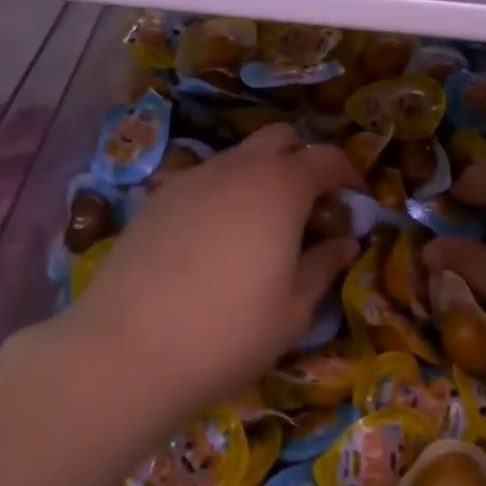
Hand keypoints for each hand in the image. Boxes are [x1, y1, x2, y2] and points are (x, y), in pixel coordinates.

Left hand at [49, 124, 359, 434]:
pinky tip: (213, 238)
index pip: (326, 157)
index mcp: (281, 186)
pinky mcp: (157, 196)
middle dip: (302, 159)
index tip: (356, 201)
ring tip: (260, 226)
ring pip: (237, 156)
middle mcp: (237, 167)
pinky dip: (221, 192)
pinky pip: (202, 178)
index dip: (348, 174)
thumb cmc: (229, 331)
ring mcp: (192, 177)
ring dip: (260, 175)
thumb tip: (344, 241)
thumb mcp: (293, 309)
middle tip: (309, 206)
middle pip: (280, 137)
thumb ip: (323, 265)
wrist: (128, 347)